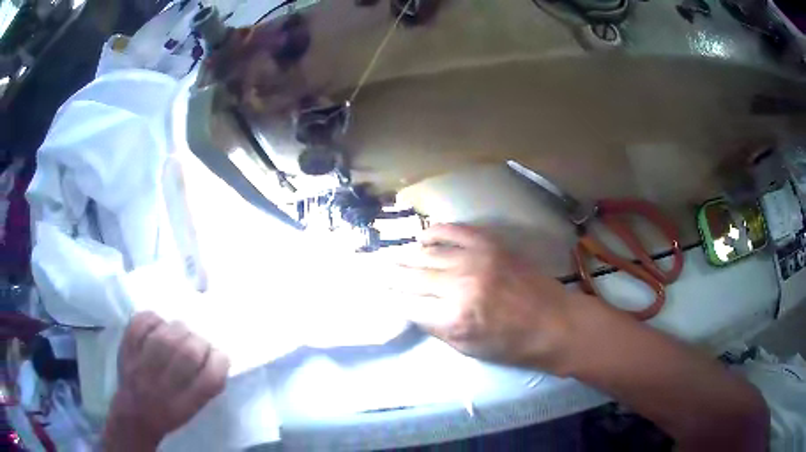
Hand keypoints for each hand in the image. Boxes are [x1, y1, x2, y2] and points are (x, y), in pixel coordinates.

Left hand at [102, 312, 229, 450]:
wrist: (134, 412)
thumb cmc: (169, 412)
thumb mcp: (194, 409)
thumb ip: (207, 384)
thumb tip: (218, 355)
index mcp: (186, 403)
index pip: (211, 377)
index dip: (219, 360)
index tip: (218, 356)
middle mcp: (164, 385)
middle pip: (189, 353)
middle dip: (200, 342)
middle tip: (198, 342)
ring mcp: (142, 364)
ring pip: (167, 336)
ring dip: (179, 330)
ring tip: (179, 333)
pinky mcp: (127, 347)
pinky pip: (141, 323)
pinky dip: (154, 318)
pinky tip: (159, 325)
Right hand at [387, 223, 593, 371]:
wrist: (554, 322)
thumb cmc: (513, 345)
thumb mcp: (468, 349)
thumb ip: (436, 327)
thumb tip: (412, 309)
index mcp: (453, 318)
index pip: (406, 304)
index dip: (390, 299)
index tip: (379, 294)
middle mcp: (459, 285)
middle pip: (411, 276)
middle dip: (390, 275)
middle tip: (376, 271)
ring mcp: (475, 259)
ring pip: (427, 252)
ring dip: (406, 255)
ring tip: (394, 256)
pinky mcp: (490, 244)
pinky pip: (453, 230)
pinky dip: (434, 232)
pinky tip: (423, 237)